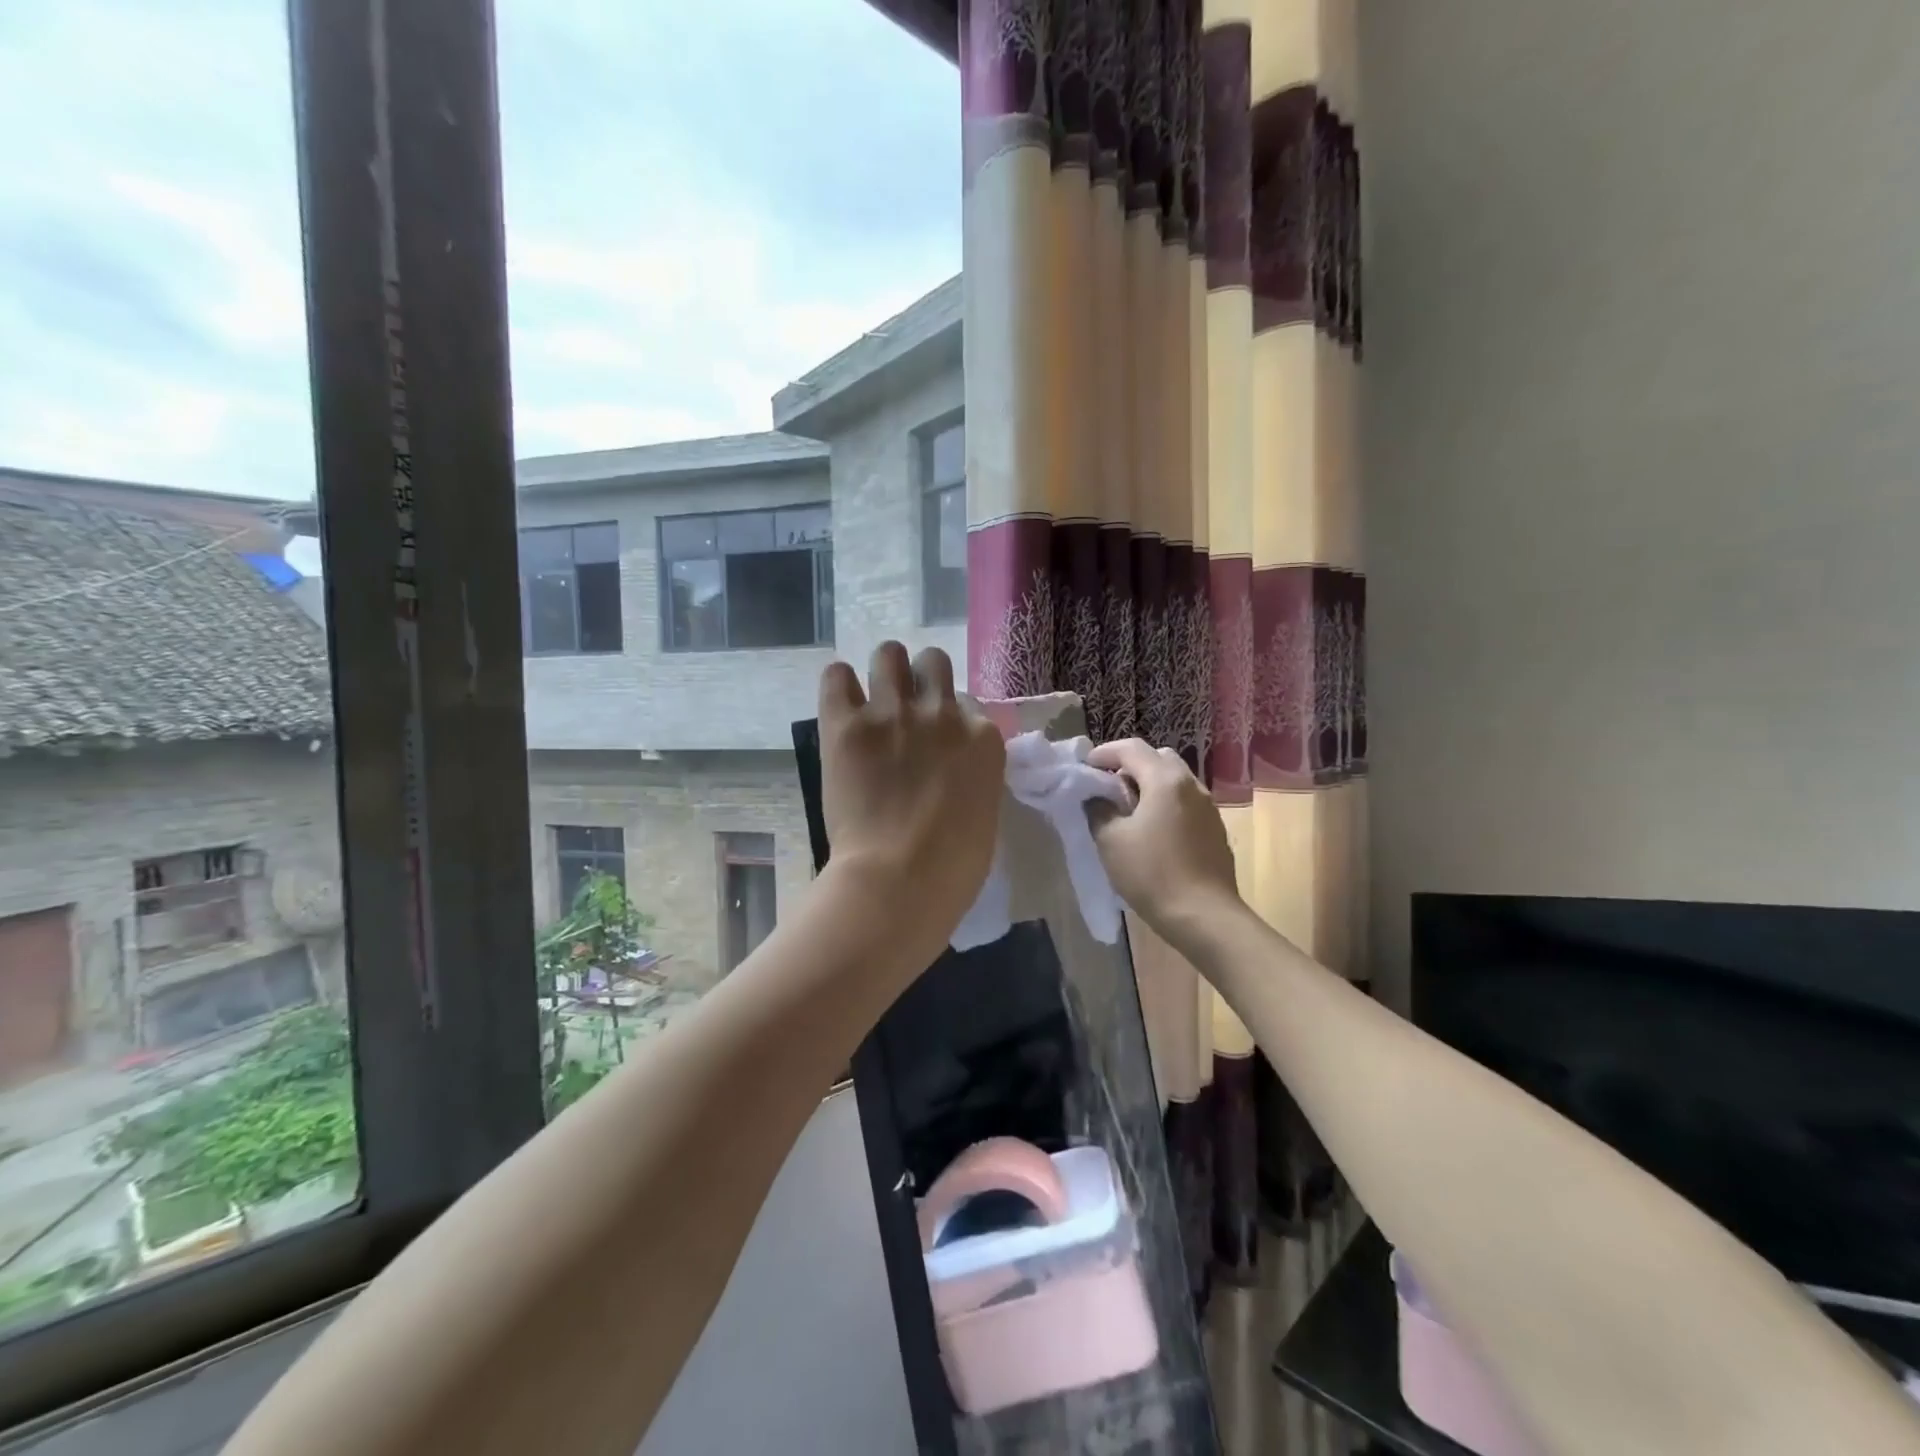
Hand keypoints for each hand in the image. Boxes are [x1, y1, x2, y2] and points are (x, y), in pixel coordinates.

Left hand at [817, 643, 1005, 963]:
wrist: (899, 880)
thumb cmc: (953, 866)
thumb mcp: (985, 813)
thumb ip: (972, 776)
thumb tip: (952, 768)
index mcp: (982, 737)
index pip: (968, 703)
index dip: (950, 719)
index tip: (938, 740)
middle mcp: (941, 712)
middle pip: (932, 662)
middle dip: (920, 678)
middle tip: (906, 708)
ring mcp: (892, 713)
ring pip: (888, 654)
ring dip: (883, 671)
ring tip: (872, 698)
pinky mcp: (847, 725)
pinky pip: (836, 677)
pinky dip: (839, 685)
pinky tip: (841, 704)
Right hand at [1086, 739, 1240, 945]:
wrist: (1204, 916)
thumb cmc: (1152, 873)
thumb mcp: (1111, 840)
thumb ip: (1099, 809)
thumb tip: (1097, 797)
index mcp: (1165, 780)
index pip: (1131, 748)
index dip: (1104, 753)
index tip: (1084, 767)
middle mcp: (1191, 785)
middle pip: (1158, 758)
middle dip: (1130, 765)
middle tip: (1107, 787)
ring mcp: (1207, 807)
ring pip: (1174, 780)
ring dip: (1149, 785)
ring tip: (1127, 810)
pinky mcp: (1214, 829)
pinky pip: (1185, 802)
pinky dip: (1165, 804)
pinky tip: (1152, 832)